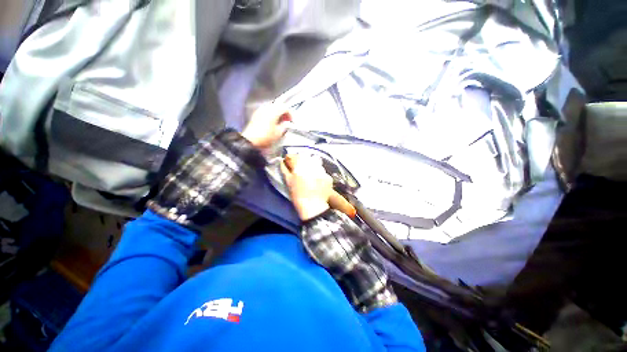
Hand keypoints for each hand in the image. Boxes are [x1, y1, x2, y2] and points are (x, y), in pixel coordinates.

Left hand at [241, 104, 292, 148]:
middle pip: (278, 105)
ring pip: (272, 107)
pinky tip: (271, 121)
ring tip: (279, 121)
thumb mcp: (278, 133)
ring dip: (277, 112)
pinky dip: (271, 114)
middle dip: (283, 112)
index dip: (290, 114)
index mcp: (273, 112)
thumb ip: (284, 126)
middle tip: (286, 120)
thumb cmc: (266, 137)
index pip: (285, 108)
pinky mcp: (256, 114)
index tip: (291, 121)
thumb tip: (287, 123)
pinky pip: (266, 110)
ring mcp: (260, 110)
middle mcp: (267, 108)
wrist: (250, 140)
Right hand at [280, 154, 332, 220]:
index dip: (290, 158)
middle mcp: (312, 165)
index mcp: (300, 165)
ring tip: (308, 173)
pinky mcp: (328, 176)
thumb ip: (285, 169)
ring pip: (315, 161)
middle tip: (298, 167)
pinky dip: (318, 173)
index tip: (288, 161)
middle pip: (305, 156)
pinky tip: (316, 180)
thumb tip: (282, 162)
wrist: (313, 207)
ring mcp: (322, 170)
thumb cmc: (298, 195)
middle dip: (301, 160)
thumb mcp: (289, 182)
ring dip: (311, 164)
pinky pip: (322, 170)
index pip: (293, 156)